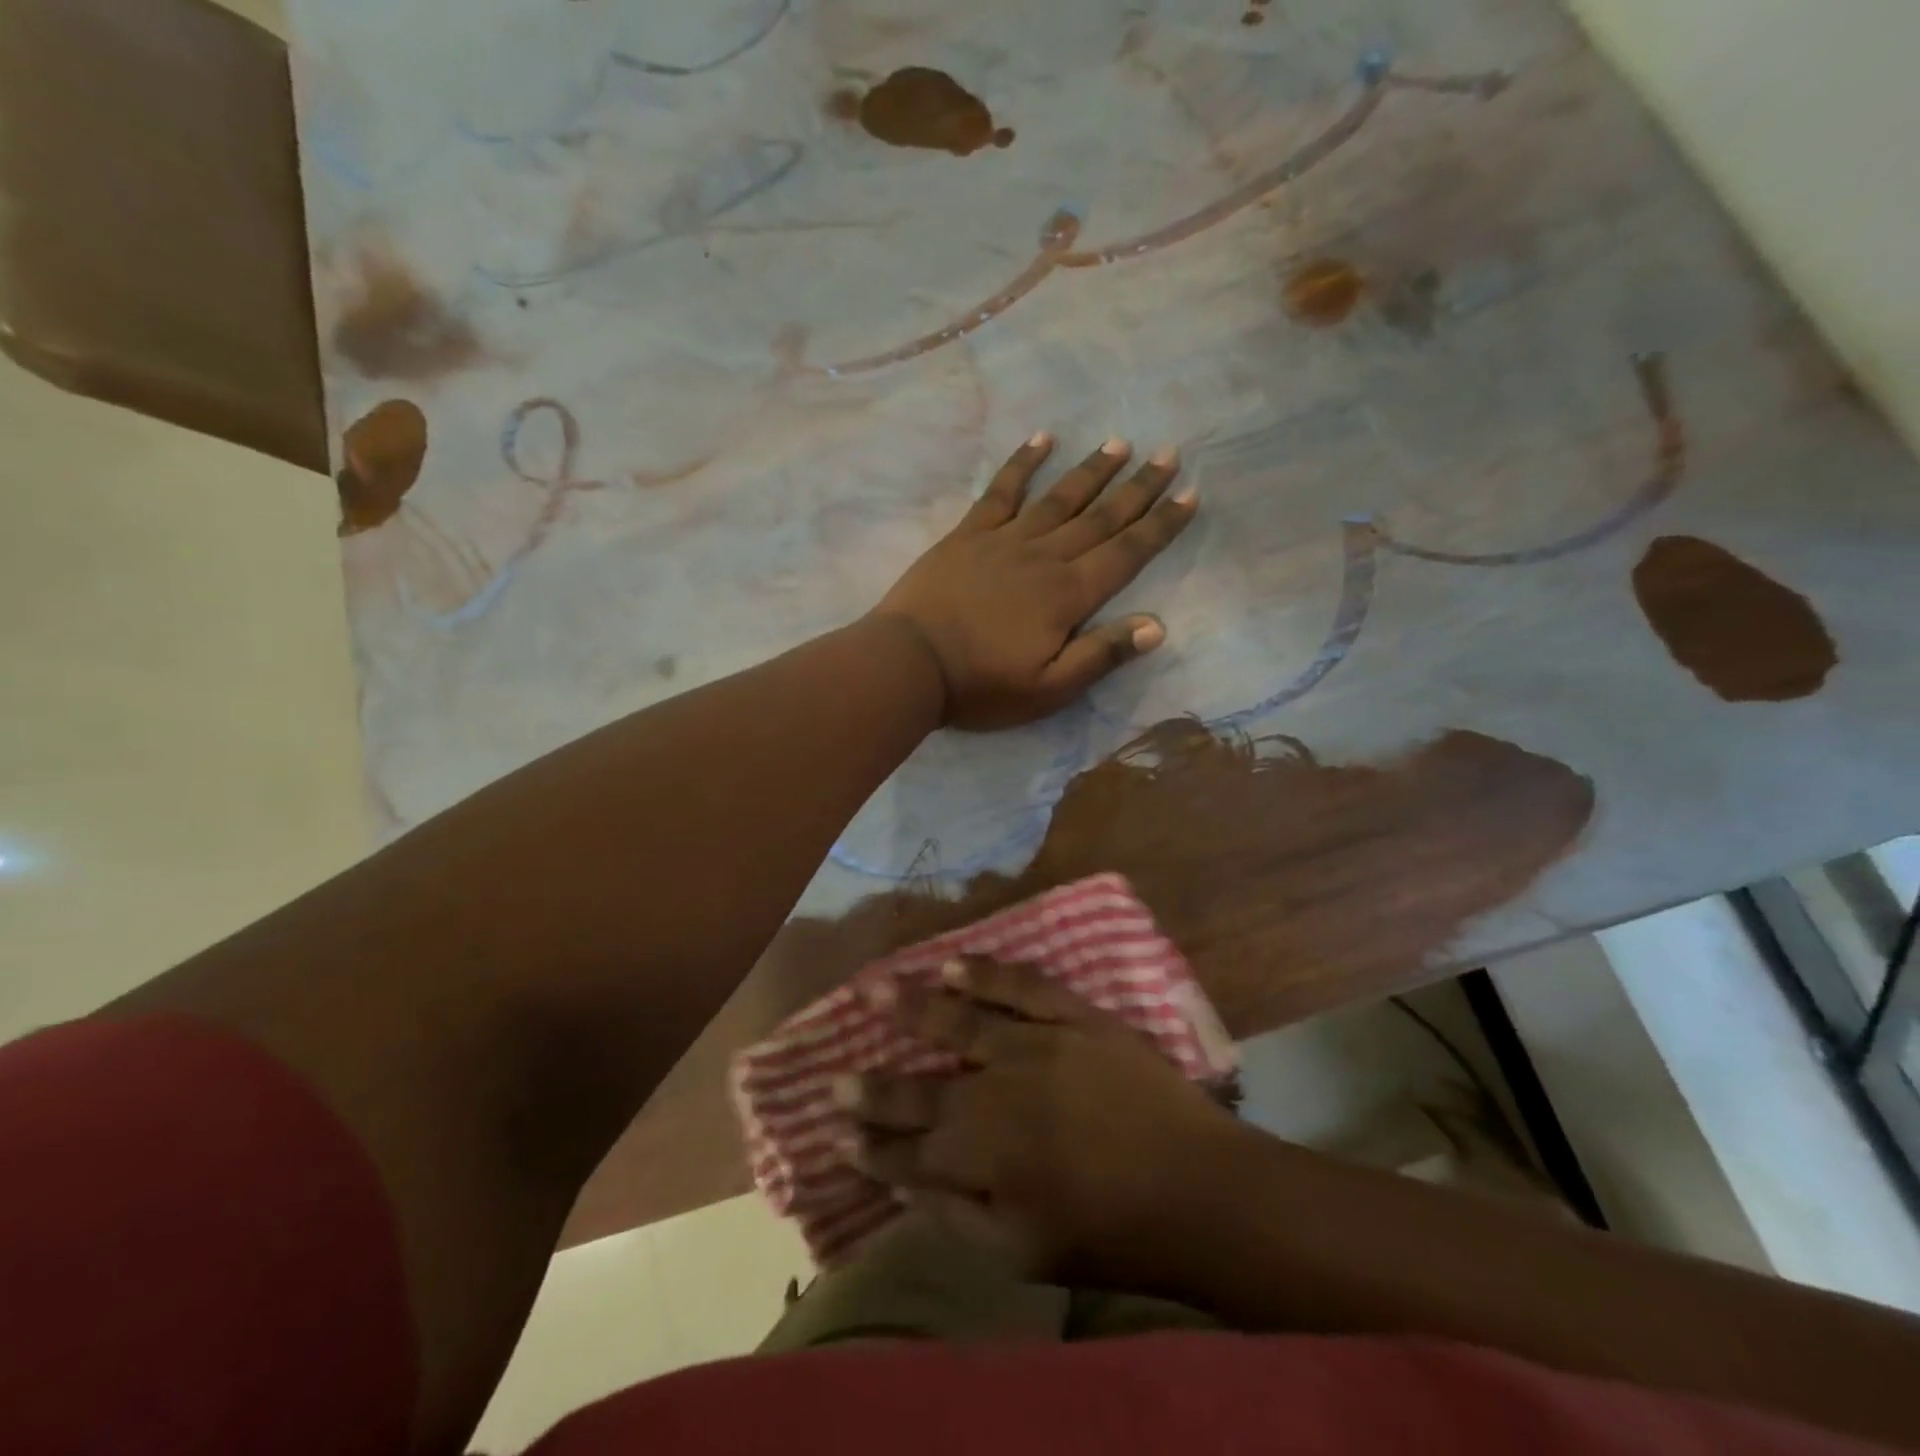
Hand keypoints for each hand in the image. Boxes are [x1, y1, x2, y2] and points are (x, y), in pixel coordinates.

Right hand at [839, 957, 1237, 1280]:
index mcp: (984, 1157)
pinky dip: (987, 972)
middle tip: (833, 1078)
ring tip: (873, 988)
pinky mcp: (1075, 1018)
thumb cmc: (1110, 1232)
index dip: (870, 1146)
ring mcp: (1037, 1046)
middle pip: (921, 1090)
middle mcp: (997, 1093)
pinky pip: (1023, 987)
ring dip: (912, 1007)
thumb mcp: (1024, 1251)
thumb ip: (957, 1215)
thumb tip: (904, 1184)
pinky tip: (954, 963)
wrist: (1199, 1187)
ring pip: (960, 1023)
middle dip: (874, 1088)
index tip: (835, 1133)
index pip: (908, 1152)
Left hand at [871, 433, 1197, 729]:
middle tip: (1169, 454)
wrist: (909, 663)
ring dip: (1091, 471)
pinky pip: (1001, 491)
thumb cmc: (981, 685)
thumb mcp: (1048, 689)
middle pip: (1100, 517)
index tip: (1190, 494)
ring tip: (1119, 443)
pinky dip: (1022, 464)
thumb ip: (1101, 655)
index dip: (1161, 525)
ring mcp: (1004, 540)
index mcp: (1068, 595)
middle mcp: (1044, 557)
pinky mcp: (968, 535)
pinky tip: (1041, 440)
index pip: (1127, 554)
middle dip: (1138, 488)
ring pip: (1059, 498)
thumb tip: (1156, 625)